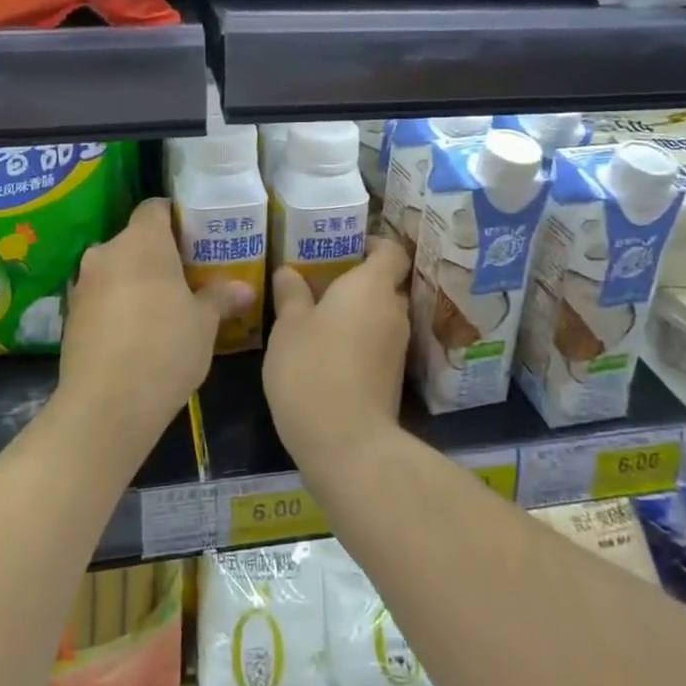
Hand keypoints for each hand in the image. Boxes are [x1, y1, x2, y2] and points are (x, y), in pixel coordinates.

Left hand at [58, 198, 251, 455]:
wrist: (106, 405)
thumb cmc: (165, 348)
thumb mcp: (204, 323)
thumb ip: (221, 297)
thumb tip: (245, 288)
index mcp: (142, 242)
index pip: (155, 208)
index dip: (175, 217)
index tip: (194, 236)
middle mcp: (106, 252)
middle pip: (134, 240)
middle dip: (158, 255)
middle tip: (186, 277)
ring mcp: (83, 284)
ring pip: (115, 270)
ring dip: (135, 281)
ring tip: (162, 309)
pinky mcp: (69, 316)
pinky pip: (100, 297)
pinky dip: (117, 306)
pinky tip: (136, 334)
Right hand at [264, 237, 411, 479]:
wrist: (346, 443)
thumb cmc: (312, 369)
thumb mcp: (289, 327)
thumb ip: (291, 294)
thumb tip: (290, 271)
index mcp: (371, 287)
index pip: (391, 251)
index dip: (374, 243)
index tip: (346, 243)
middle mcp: (393, 311)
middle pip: (385, 283)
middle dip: (357, 279)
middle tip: (321, 279)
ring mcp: (397, 347)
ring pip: (380, 315)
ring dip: (356, 311)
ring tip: (318, 314)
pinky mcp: (392, 377)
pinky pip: (377, 342)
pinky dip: (358, 338)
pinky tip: (327, 348)